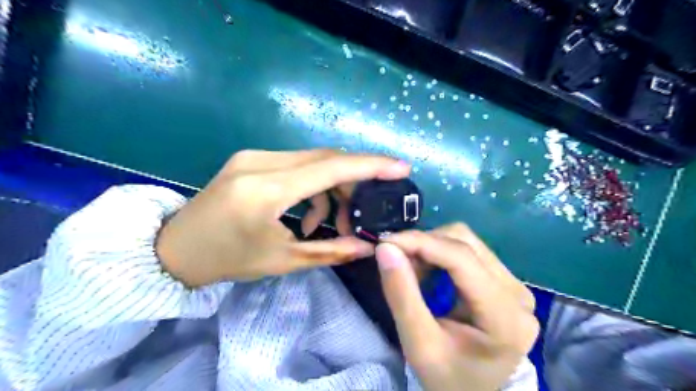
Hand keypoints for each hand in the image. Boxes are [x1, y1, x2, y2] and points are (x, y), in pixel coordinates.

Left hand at [154, 150, 408, 286]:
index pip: (330, 168)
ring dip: (331, 187)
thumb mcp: (283, 260)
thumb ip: (331, 251)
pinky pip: (296, 164)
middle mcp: (260, 163)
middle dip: (353, 182)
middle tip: (361, 212)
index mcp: (265, 191)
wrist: (176, 249)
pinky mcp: (251, 159)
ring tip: (329, 222)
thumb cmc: (228, 260)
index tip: (401, 167)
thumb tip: (369, 247)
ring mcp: (253, 156)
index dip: (370, 166)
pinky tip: (306, 212)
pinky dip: (312, 185)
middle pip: (325, 159)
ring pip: (313, 161)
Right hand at [376, 224, 536, 390]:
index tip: (385, 242)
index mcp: (505, 317)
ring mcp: (516, 285)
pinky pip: (469, 251)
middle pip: (465, 243)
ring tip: (411, 268)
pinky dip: (440, 253)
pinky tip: (427, 270)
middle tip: (396, 259)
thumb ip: (401, 294)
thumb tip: (385, 248)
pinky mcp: (505, 281)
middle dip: (424, 244)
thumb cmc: (447, 377)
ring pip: (466, 241)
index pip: (461, 259)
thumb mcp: (418, 344)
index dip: (421, 242)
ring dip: (431, 247)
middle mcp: (518, 293)